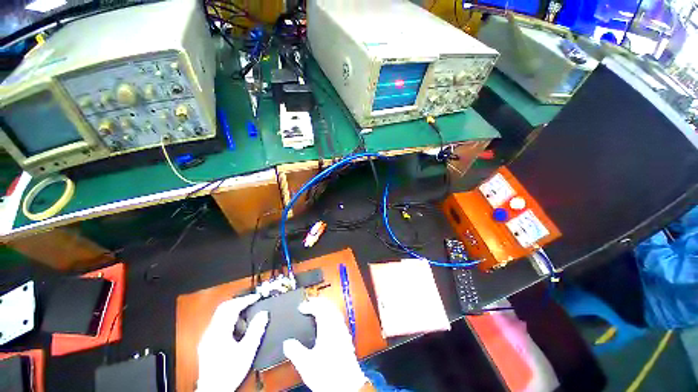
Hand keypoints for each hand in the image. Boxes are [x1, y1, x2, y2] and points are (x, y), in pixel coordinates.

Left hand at [197, 293, 268, 391]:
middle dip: (239, 301)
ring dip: (234, 309)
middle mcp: (211, 331)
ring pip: (219, 314)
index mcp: (219, 332)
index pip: (232, 307)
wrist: (213, 390)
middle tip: (252, 300)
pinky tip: (237, 326)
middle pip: (223, 308)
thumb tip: (264, 313)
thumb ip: (256, 330)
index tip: (257, 297)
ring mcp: (207, 337)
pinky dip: (229, 318)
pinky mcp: (207, 342)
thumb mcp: (247, 351)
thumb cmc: (230, 371)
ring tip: (247, 312)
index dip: (246, 300)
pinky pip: (218, 322)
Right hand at [283, 297, 369, 391]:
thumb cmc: (327, 374)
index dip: (310, 305)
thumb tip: (287, 343)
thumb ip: (295, 351)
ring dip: (325, 307)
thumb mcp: (306, 364)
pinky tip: (327, 322)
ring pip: (335, 310)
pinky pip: (338, 318)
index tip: (301, 307)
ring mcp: (343, 330)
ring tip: (316, 309)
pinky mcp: (346, 337)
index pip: (319, 308)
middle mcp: (337, 325)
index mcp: (328, 328)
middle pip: (329, 306)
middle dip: (319, 302)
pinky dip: (331, 314)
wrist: (347, 386)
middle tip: (308, 303)